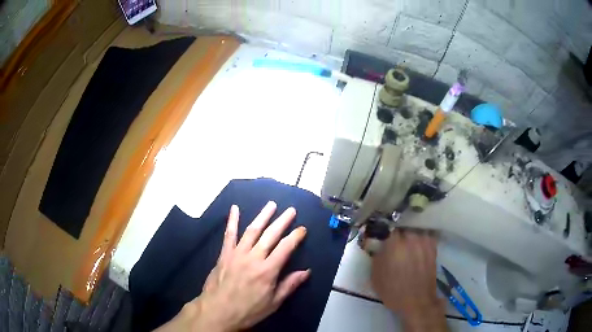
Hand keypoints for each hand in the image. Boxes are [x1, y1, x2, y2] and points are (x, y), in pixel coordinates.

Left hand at [155, 201, 308, 331]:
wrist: (218, 311)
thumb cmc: (248, 310)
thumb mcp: (273, 303)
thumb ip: (289, 285)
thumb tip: (306, 272)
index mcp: (268, 270)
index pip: (285, 248)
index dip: (295, 237)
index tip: (302, 229)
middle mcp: (253, 258)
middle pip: (270, 235)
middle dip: (282, 221)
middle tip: (291, 210)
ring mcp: (237, 254)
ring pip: (252, 230)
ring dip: (262, 216)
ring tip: (271, 205)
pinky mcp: (224, 254)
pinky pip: (229, 235)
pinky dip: (232, 221)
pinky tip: (235, 209)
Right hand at [371, 229, 446, 331]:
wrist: (417, 301)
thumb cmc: (393, 290)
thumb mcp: (375, 275)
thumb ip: (375, 255)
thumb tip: (376, 244)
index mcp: (394, 243)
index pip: (386, 226)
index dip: (383, 231)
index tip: (381, 236)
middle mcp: (410, 237)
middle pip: (402, 226)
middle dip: (397, 232)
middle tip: (393, 242)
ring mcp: (424, 240)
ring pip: (414, 230)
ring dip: (409, 234)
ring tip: (406, 244)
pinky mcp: (433, 246)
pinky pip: (424, 236)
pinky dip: (420, 238)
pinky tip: (417, 246)